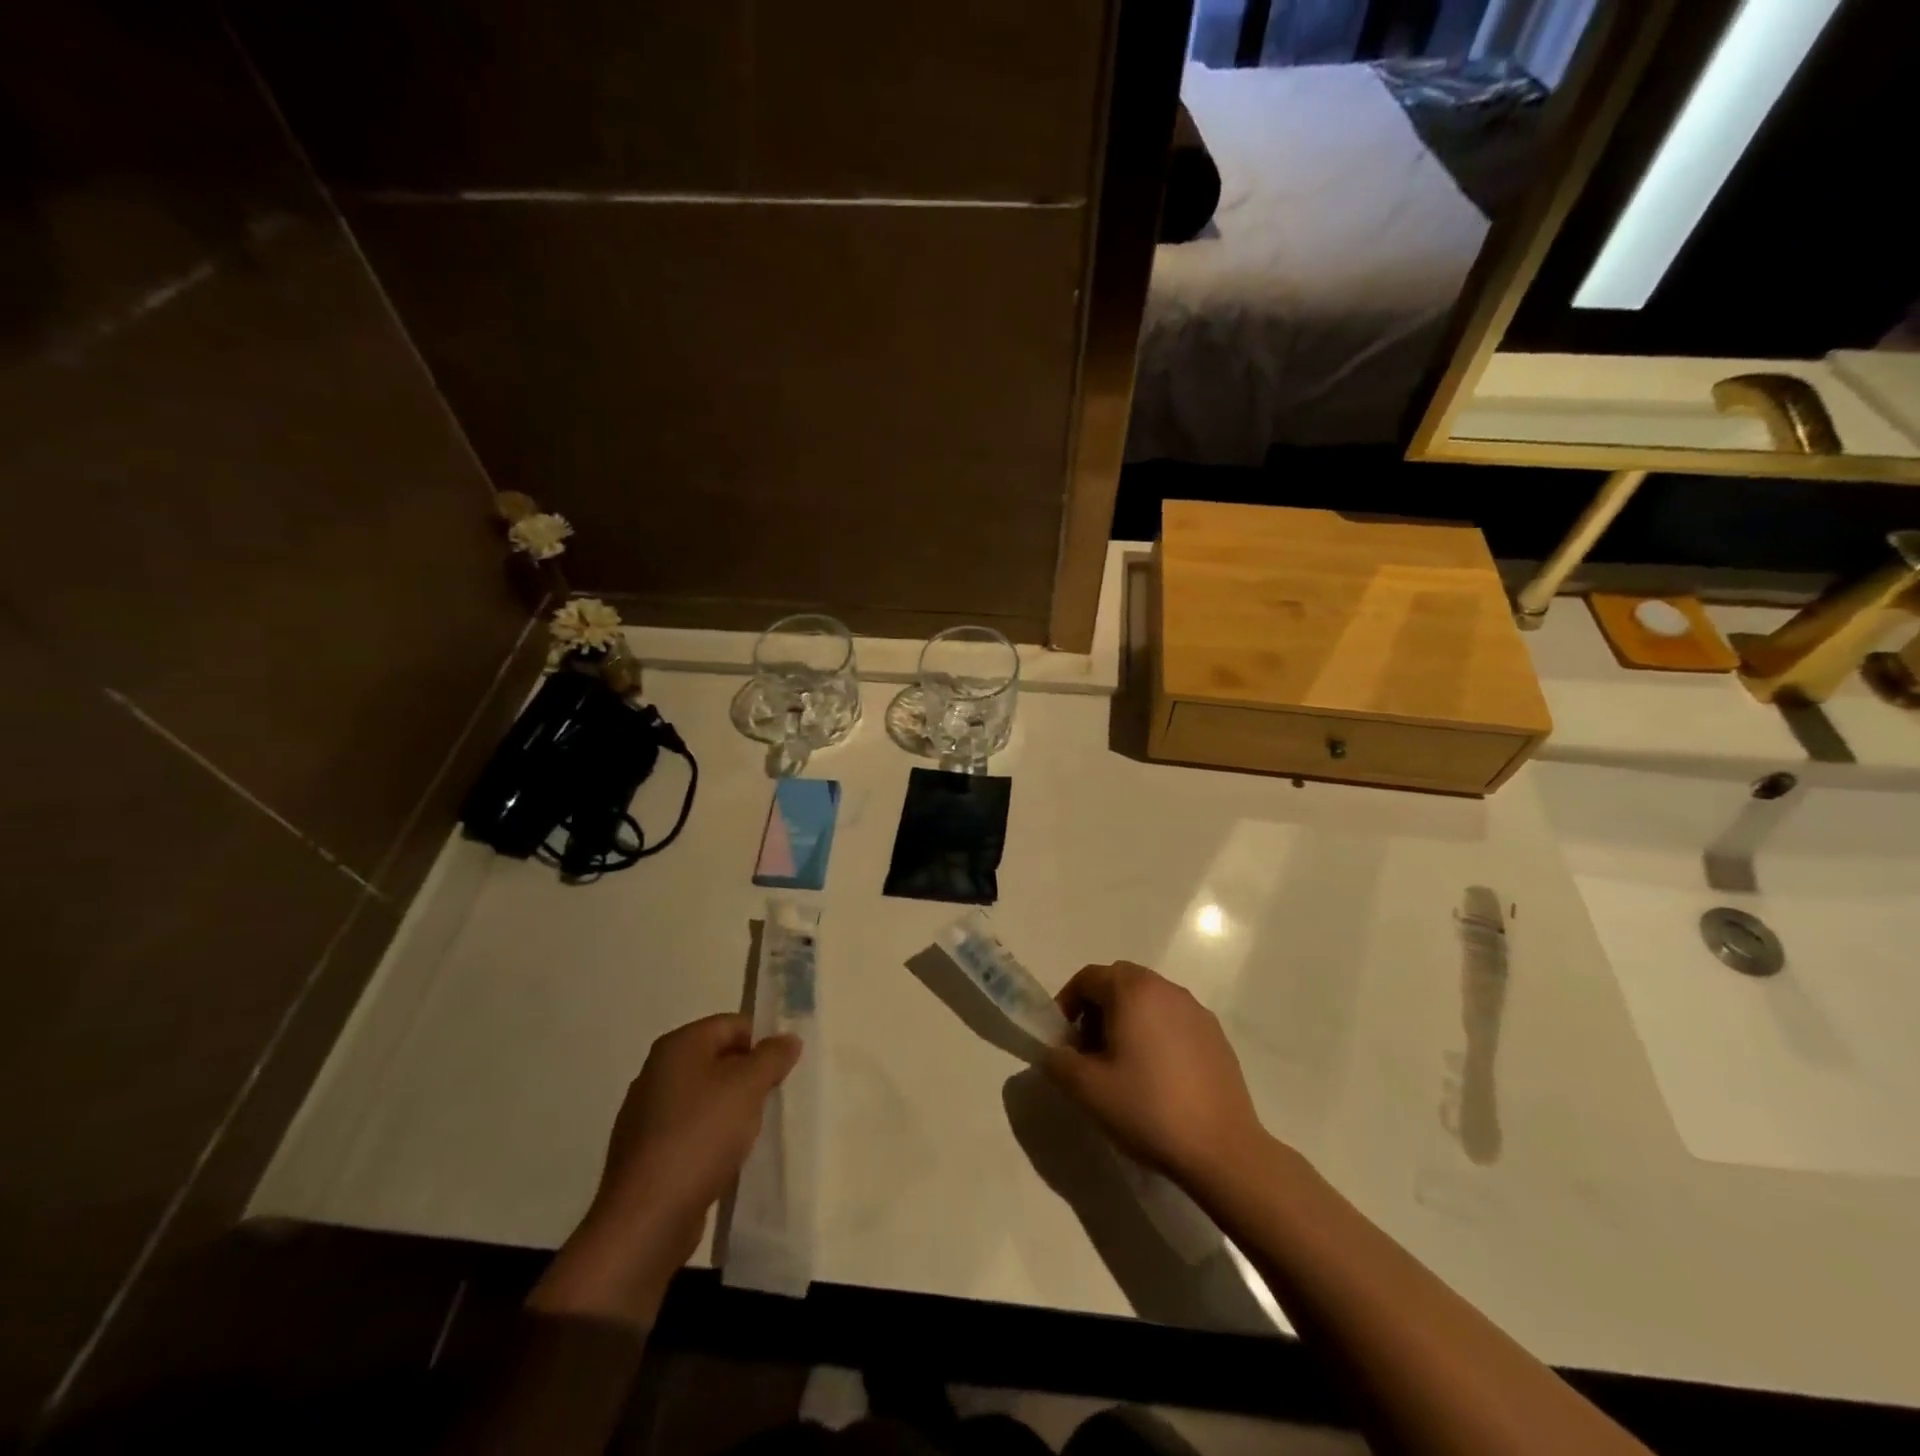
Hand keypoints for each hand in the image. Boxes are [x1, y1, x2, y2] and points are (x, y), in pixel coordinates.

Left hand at [529, 1014, 800, 1325]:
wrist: (647, 1218)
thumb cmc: (701, 1136)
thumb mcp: (748, 1087)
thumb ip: (772, 1057)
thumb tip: (788, 1038)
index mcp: (678, 1046)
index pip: (732, 1024)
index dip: (762, 1042)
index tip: (783, 1070)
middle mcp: (657, 1071)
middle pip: (718, 1059)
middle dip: (748, 1077)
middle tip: (773, 1099)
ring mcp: (647, 1114)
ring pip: (705, 1097)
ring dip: (732, 1109)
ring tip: (753, 1133)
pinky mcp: (646, 1152)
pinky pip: (690, 1131)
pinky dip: (711, 1138)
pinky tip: (726, 1160)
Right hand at [1044, 961, 1268, 1188]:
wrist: (1222, 1150)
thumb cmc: (1148, 1110)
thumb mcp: (1086, 1089)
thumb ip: (1057, 1061)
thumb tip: (1055, 1051)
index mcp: (1133, 991)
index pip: (1088, 978)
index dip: (1067, 1004)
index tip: (1062, 1040)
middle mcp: (1166, 989)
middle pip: (1119, 982)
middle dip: (1096, 1009)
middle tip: (1089, 1051)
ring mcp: (1196, 1010)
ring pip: (1148, 1000)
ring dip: (1126, 1020)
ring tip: (1122, 1066)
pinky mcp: (1216, 1035)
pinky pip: (1173, 1020)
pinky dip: (1155, 1033)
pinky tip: (1158, 1077)